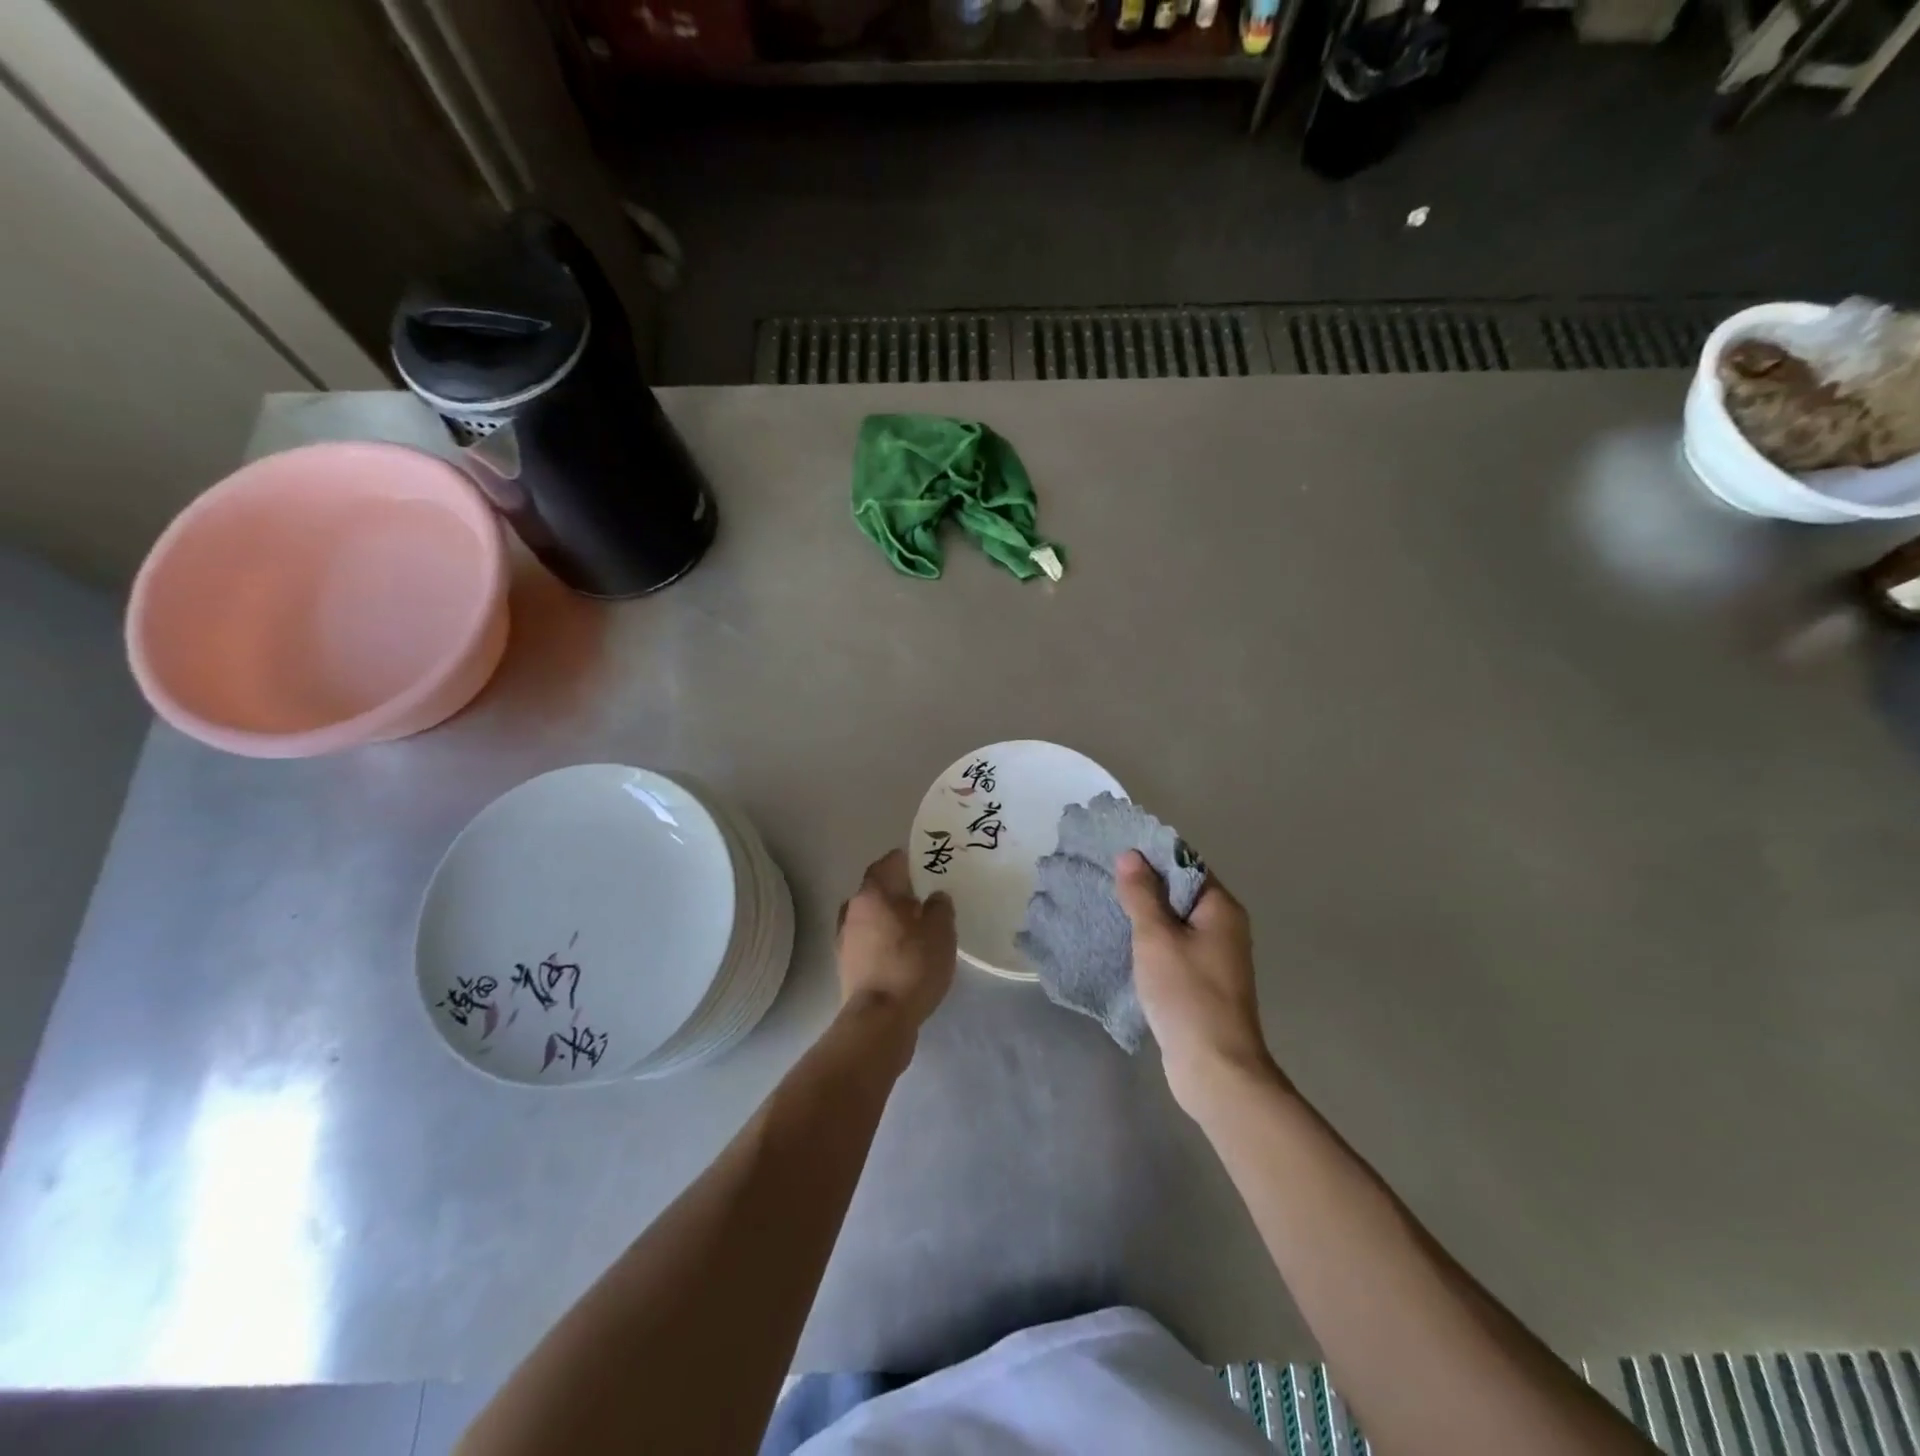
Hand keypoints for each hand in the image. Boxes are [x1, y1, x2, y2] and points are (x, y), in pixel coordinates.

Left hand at [836, 849, 956, 1031]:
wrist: (879, 1019)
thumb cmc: (911, 965)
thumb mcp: (941, 932)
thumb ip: (940, 907)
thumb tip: (935, 897)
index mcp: (873, 893)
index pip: (888, 863)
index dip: (907, 861)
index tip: (925, 864)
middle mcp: (852, 910)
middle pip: (877, 891)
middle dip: (900, 892)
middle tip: (926, 898)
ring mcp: (844, 939)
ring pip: (871, 917)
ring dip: (890, 919)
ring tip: (917, 929)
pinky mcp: (846, 966)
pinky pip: (868, 942)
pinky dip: (884, 942)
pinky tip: (903, 954)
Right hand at [1115, 851, 1279, 1113]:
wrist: (1215, 1068)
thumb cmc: (1187, 995)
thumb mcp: (1156, 938)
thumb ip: (1141, 895)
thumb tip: (1131, 854)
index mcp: (1221, 908)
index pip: (1186, 864)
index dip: (1153, 856)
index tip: (1116, 854)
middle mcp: (1225, 927)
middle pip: (1182, 892)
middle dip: (1145, 885)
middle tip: (1104, 879)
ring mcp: (1217, 956)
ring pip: (1177, 922)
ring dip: (1147, 915)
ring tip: (1107, 906)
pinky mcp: (1204, 982)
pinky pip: (1176, 947)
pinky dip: (1153, 942)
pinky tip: (1124, 944)